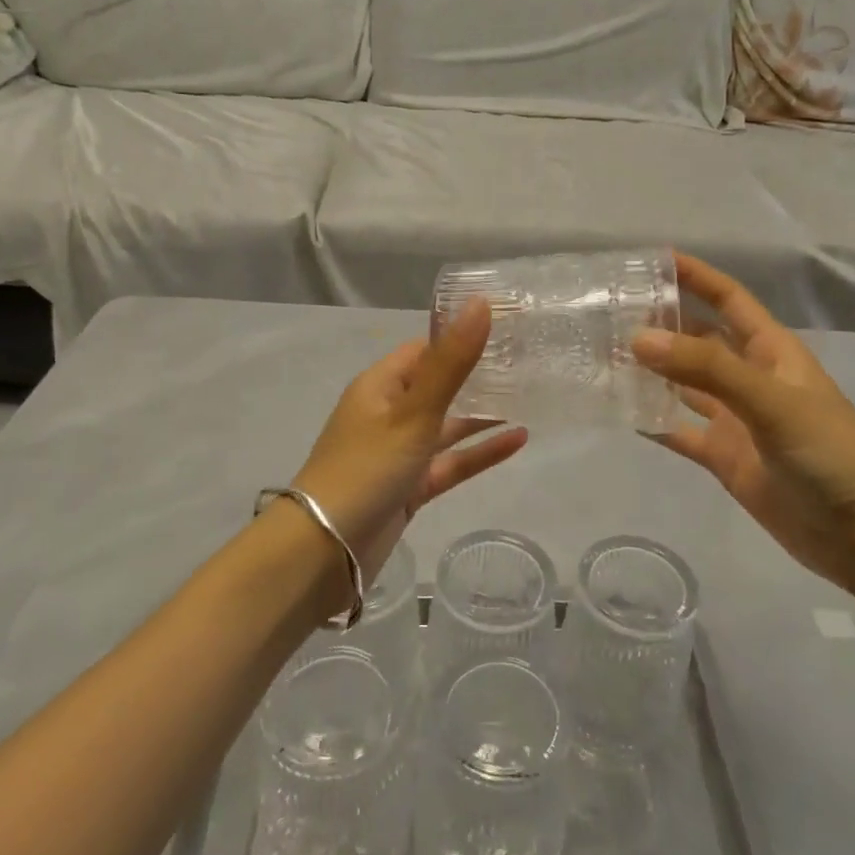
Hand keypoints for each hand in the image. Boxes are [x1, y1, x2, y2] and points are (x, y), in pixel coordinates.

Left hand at [292, 300, 527, 574]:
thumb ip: (451, 362)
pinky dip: (478, 452)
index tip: (506, 328)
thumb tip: (480, 303)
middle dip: (476, 375)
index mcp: (380, 385)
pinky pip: (450, 462)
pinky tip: (517, 440)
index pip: (424, 349)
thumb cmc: (367, 468)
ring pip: (446, 425)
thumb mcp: (414, 412)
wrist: (325, 551)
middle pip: (438, 385)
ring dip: (481, 414)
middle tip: (527, 361)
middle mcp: (388, 413)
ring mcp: (399, 452)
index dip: (460, 337)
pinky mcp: (410, 487)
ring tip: (529, 397)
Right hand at [632, 252, 854, 591]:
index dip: (696, 277)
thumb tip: (639, 338)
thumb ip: (707, 368)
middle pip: (700, 339)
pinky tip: (620, 411)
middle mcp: (750, 378)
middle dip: (662, 323)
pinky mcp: (725, 458)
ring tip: (604, 355)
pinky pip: (680, 431)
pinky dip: (653, 422)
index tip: (652, 259)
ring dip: (652, 370)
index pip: (729, 299)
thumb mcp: (771, 401)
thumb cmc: (831, 453)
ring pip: (685, 384)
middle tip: (609, 312)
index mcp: (771, 351)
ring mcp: (736, 420)